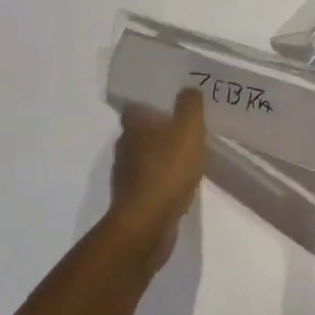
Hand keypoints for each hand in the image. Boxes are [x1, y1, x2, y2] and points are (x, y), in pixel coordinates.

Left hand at [108, 90, 204, 268]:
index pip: (137, 105)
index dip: (152, 102)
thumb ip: (190, 104)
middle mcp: (123, 146)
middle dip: (160, 129)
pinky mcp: (132, 200)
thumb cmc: (167, 169)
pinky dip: (161, 180)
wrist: (147, 225)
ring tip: (187, 156)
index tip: (172, 102)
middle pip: (141, 131)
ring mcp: (125, 175)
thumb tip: (188, 90)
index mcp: (133, 125)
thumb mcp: (188, 128)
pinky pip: (149, 182)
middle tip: (185, 127)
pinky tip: (180, 183)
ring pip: (144, 157)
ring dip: (161, 156)